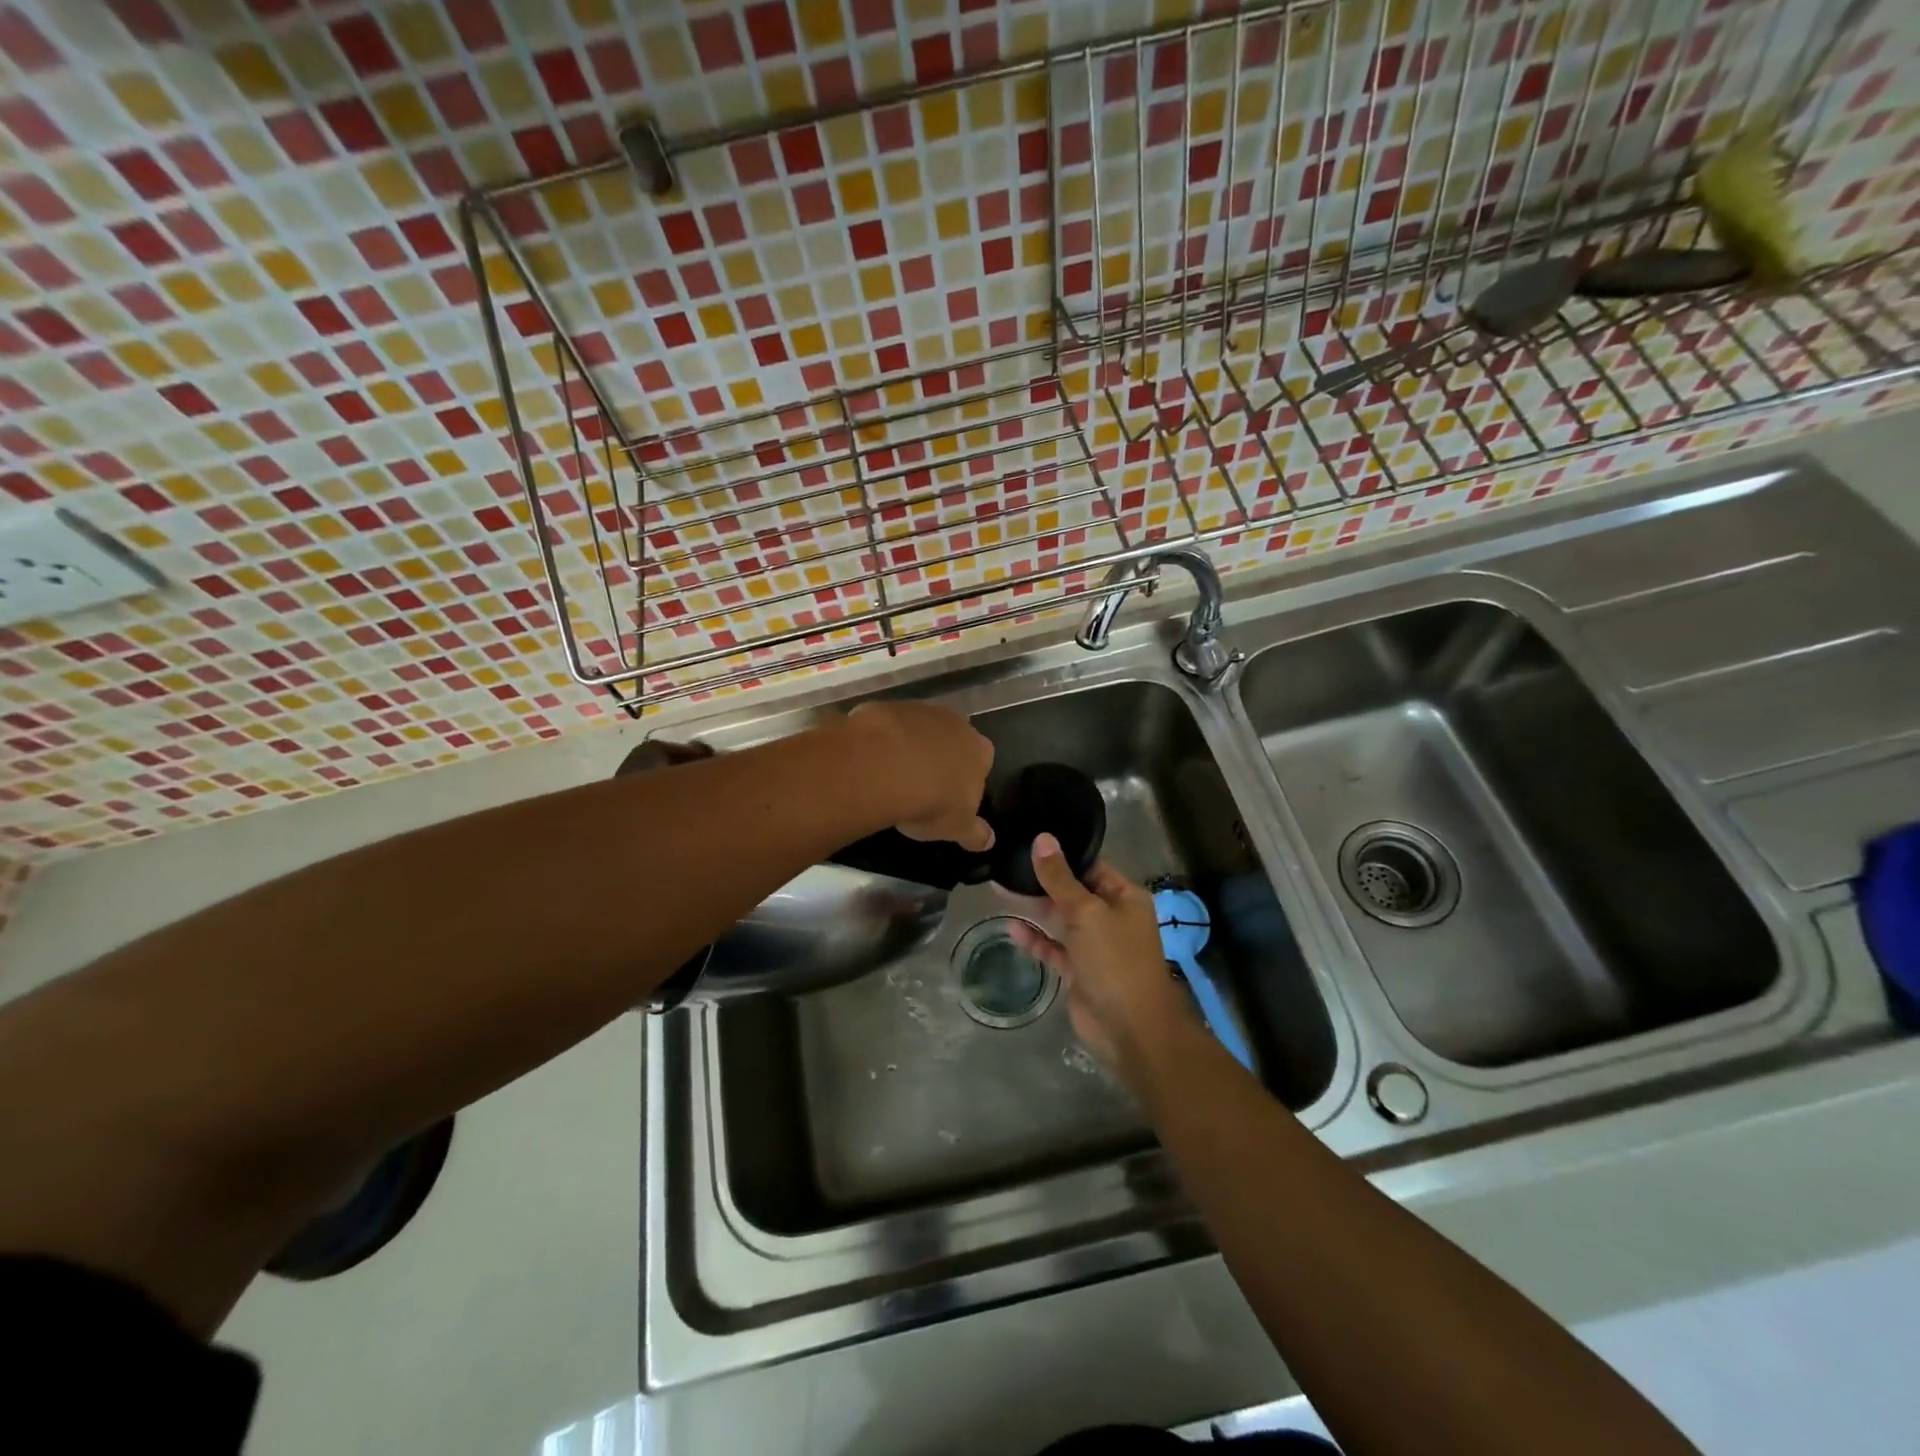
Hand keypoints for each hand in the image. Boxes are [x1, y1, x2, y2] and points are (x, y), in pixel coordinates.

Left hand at [845, 700, 994, 851]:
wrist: (886, 766)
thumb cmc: (932, 800)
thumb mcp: (957, 827)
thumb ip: (975, 833)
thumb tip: (989, 841)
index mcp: (980, 751)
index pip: (982, 762)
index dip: (966, 779)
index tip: (950, 796)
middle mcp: (957, 723)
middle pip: (953, 740)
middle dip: (941, 757)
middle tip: (922, 783)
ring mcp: (922, 711)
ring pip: (921, 729)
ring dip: (912, 746)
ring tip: (893, 774)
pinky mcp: (890, 707)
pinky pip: (890, 725)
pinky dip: (885, 739)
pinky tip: (873, 760)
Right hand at [1009, 834, 1199, 1081]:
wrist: (1130, 1028)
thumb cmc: (1115, 960)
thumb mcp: (1086, 912)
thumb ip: (1060, 878)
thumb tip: (1042, 839)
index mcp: (1124, 897)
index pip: (1090, 866)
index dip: (1062, 854)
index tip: (1029, 840)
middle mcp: (1111, 917)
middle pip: (1073, 891)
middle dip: (1042, 880)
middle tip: (1006, 864)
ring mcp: (1095, 945)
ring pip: (1061, 919)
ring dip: (1035, 908)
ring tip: (1001, 889)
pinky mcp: (1079, 970)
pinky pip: (1054, 947)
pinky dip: (1036, 939)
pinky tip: (1012, 928)